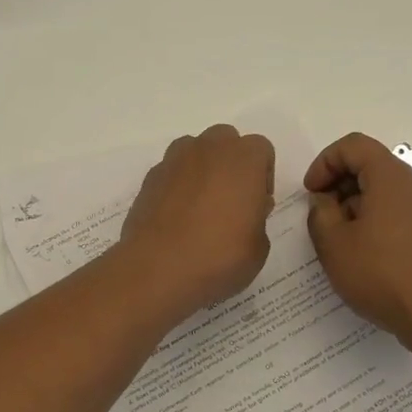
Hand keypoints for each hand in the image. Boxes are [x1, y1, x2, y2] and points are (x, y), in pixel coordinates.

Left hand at [118, 124, 275, 318]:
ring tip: (201, 208)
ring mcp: (174, 160)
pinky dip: (177, 187)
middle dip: (231, 165)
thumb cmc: (219, 256)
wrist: (158, 269)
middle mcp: (208, 148)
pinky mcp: (149, 178)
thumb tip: (245, 210)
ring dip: (202, 170)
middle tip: (231, 203)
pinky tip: (177, 218)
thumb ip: (257, 218)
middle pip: (226, 141)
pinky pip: (172, 172)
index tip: (257, 206)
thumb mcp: (259, 246)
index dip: (262, 177)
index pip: (261, 150)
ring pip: (195, 151)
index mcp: (243, 158)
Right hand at [305, 132, 411, 352]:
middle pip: (370, 165)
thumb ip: (319, 212)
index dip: (324, 162)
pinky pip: (399, 210)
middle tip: (322, 217)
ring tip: (342, 239)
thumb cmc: (381, 274)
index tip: (312, 193)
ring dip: (357, 204)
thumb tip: (326, 201)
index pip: (352, 145)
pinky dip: (377, 218)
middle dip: (339, 184)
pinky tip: (366, 253)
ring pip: (384, 189)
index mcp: (390, 176)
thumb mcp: (333, 244)